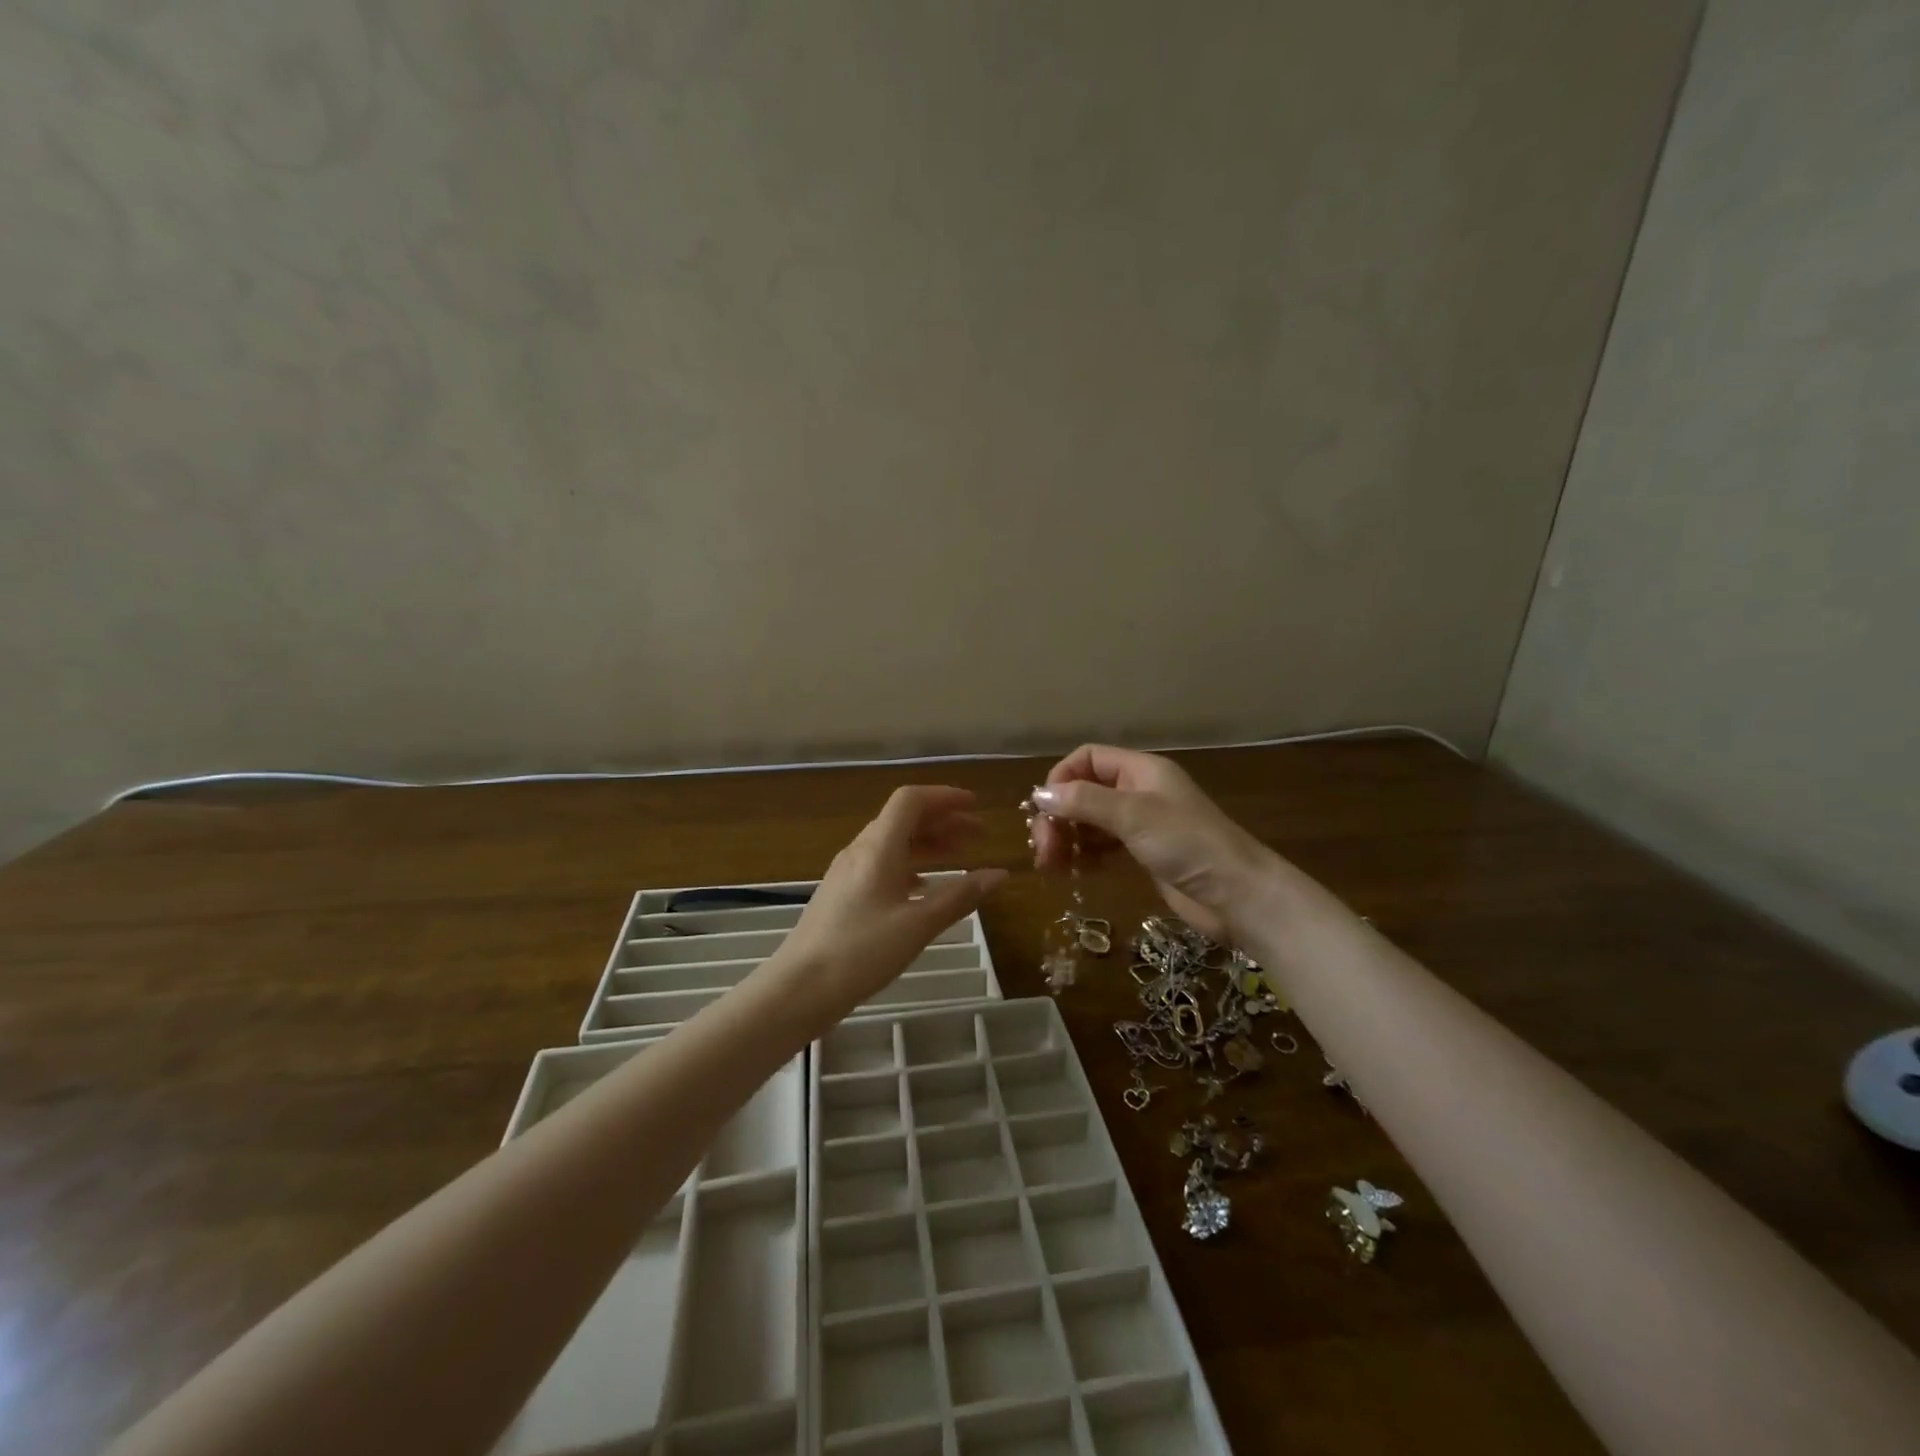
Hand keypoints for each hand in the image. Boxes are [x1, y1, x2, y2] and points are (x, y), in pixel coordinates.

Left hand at [770, 786, 1007, 1029]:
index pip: (911, 800)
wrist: (799, 987)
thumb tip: (999, 874)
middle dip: (944, 820)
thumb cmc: (861, 951)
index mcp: (878, 847)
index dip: (945, 797)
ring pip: (893, 842)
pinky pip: (882, 864)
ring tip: (959, 856)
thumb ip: (960, 896)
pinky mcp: (842, 893)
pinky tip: (924, 887)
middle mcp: (861, 850)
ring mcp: (848, 871)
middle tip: (979, 834)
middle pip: (904, 818)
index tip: (976, 806)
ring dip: (928, 843)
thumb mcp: (918, 925)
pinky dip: (910, 865)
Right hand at [1028, 745, 1276, 941]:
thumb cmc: (1187, 844)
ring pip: (1091, 822)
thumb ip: (1084, 801)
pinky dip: (1084, 856)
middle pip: (1084, 792)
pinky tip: (1073, 872)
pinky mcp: (1144, 855)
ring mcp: (1142, 825)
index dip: (1061, 778)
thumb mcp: (1133, 815)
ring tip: (1051, 866)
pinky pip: (1103, 847)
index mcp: (1140, 770)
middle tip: (1043, 850)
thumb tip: (1038, 795)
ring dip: (1067, 839)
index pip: (1088, 758)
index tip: (1043, 809)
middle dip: (1059, 817)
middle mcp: (1139, 792)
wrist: (1238, 896)